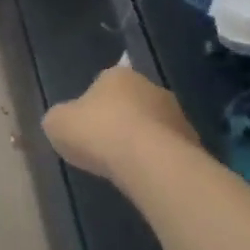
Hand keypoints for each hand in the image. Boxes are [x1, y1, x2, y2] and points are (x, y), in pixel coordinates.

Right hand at [43, 61, 195, 180]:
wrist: (148, 161)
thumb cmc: (97, 132)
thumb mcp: (57, 123)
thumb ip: (60, 118)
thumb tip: (65, 120)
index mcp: (118, 75)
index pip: (103, 82)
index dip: (92, 104)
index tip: (85, 125)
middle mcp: (151, 87)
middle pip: (131, 102)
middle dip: (120, 119)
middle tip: (103, 144)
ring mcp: (176, 114)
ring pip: (152, 125)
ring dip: (140, 139)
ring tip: (123, 164)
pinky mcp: (192, 141)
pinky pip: (166, 148)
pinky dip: (155, 158)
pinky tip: (142, 174)